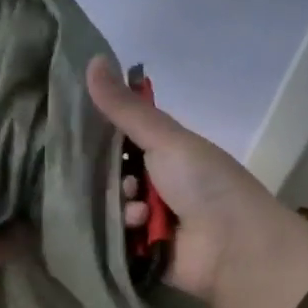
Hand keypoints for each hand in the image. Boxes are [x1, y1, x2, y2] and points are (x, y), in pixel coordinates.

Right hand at [86, 56, 307, 307]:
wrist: (235, 248)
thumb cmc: (205, 183)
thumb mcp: (166, 139)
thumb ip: (125, 108)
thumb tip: (91, 58)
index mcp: (168, 150)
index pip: (122, 134)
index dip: (100, 130)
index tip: (72, 125)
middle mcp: (158, 180)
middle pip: (112, 171)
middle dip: (109, 173)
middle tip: (118, 175)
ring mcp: (152, 217)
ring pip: (111, 204)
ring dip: (121, 204)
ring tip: (137, 209)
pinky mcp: (143, 249)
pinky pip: (116, 235)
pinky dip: (124, 230)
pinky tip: (139, 229)